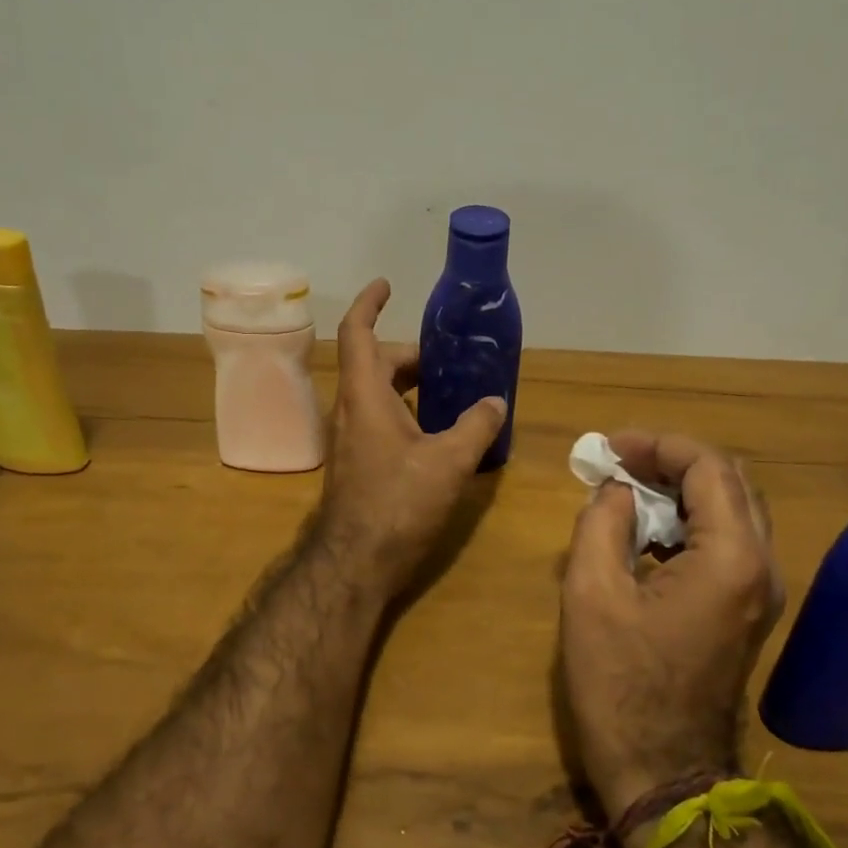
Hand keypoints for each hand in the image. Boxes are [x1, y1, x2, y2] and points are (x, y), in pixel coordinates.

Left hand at [313, 280, 507, 600]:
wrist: (356, 562)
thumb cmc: (398, 503)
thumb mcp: (448, 462)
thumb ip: (477, 426)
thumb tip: (496, 402)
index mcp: (365, 396)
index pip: (358, 333)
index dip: (370, 303)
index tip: (387, 285)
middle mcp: (351, 410)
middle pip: (375, 363)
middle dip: (410, 354)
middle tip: (449, 360)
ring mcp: (351, 439)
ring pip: (378, 395)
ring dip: (410, 386)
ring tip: (452, 392)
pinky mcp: (358, 463)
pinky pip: (381, 420)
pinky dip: (407, 413)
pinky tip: (439, 433)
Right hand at [559, 431, 785, 818]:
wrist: (664, 774)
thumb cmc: (621, 686)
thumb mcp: (591, 594)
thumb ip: (602, 523)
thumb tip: (618, 490)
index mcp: (731, 558)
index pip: (708, 466)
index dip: (658, 444)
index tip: (609, 448)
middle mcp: (762, 566)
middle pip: (730, 480)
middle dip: (673, 459)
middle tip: (619, 462)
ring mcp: (761, 591)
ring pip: (733, 508)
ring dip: (683, 488)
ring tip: (628, 487)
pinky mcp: (748, 610)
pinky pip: (727, 541)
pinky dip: (690, 520)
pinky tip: (647, 530)